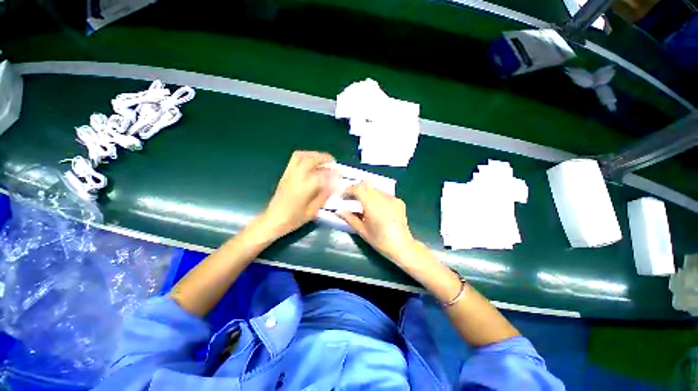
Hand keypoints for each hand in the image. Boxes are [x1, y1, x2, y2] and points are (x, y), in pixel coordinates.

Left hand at [258, 151, 334, 239]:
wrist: (273, 220)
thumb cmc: (294, 218)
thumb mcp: (313, 211)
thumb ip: (323, 196)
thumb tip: (332, 185)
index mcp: (304, 187)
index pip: (322, 174)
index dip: (333, 173)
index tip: (339, 175)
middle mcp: (296, 177)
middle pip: (311, 159)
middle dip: (324, 158)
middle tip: (332, 162)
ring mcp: (289, 174)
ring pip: (301, 156)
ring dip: (313, 155)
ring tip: (322, 160)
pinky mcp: (285, 174)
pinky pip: (294, 160)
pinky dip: (305, 157)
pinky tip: (311, 164)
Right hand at [337, 182, 417, 262]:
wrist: (402, 247)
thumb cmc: (380, 241)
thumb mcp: (362, 231)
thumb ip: (349, 218)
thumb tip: (338, 211)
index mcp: (373, 205)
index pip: (358, 189)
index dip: (348, 190)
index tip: (343, 197)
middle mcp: (383, 198)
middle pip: (367, 185)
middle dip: (356, 190)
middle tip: (350, 199)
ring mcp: (392, 198)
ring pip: (375, 189)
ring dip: (366, 192)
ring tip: (361, 203)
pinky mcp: (398, 201)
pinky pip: (383, 194)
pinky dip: (375, 197)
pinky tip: (374, 207)